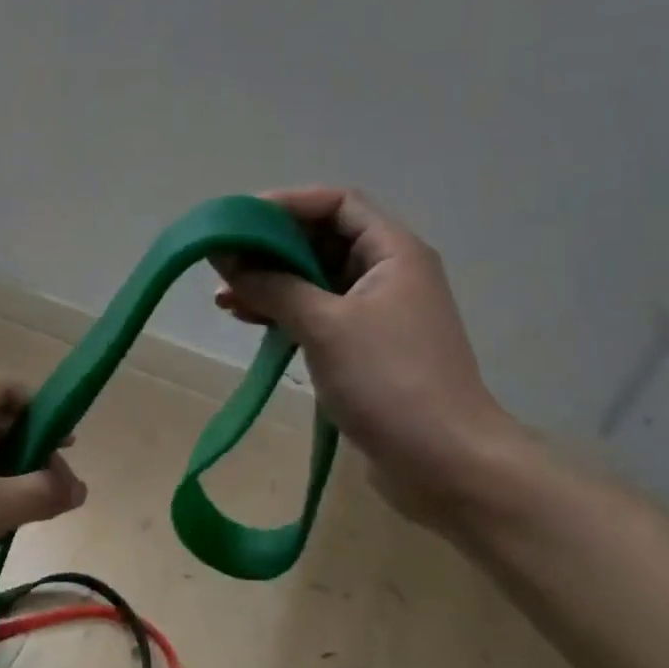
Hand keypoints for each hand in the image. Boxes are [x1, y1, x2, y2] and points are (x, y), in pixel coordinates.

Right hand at [215, 187, 522, 522]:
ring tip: (223, 296)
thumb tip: (224, 254)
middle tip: (222, 260)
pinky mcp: (365, 348)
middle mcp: (388, 273)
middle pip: (322, 239)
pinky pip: (318, 314)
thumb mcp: (324, 324)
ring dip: (271, 282)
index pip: (336, 203)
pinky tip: (247, 320)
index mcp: (393, 252)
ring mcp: (378, 313)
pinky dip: (283, 312)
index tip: (239, 219)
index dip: (287, 203)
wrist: (445, 464)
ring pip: (315, 279)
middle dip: (270, 247)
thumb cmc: (389, 380)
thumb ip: (272, 284)